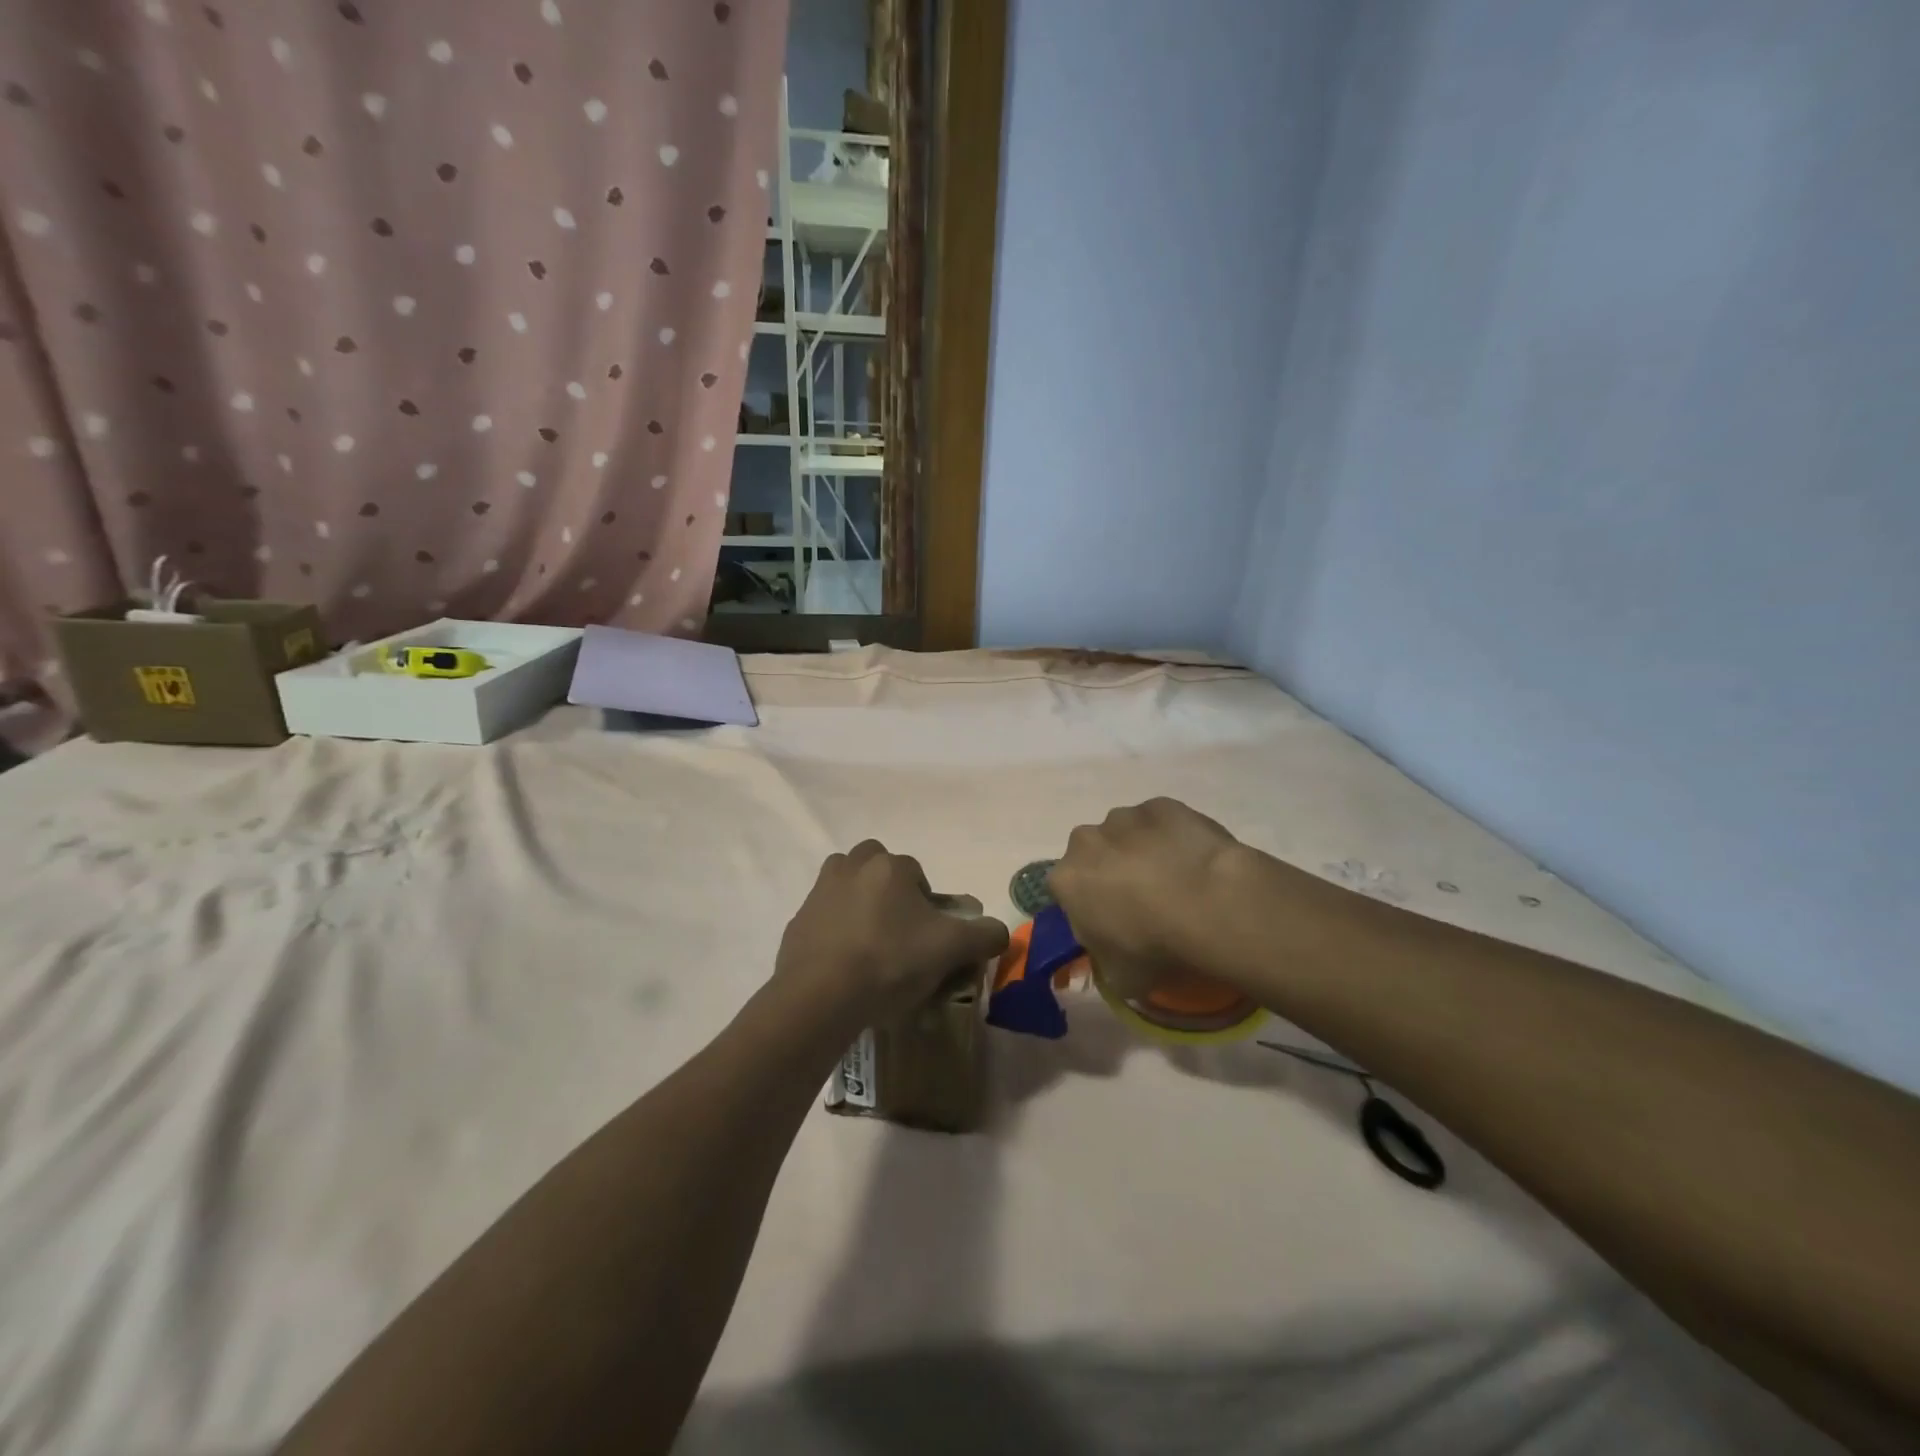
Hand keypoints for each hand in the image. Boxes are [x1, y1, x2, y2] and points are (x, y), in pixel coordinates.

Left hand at [775, 840, 1010, 1029]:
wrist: (820, 997)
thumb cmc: (890, 962)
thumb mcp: (951, 949)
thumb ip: (984, 934)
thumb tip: (998, 930)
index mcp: (888, 865)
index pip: (917, 873)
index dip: (928, 903)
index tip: (930, 936)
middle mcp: (850, 867)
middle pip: (876, 868)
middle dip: (889, 891)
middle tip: (900, 931)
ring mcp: (818, 894)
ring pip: (845, 887)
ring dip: (859, 904)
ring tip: (871, 945)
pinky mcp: (797, 924)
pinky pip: (823, 920)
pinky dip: (835, 934)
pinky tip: (845, 966)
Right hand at [1047, 798, 1246, 1000]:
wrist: (1209, 904)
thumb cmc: (1153, 946)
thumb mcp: (1119, 976)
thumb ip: (1104, 958)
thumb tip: (1112, 953)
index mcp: (1066, 880)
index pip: (1068, 893)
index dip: (1090, 909)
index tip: (1115, 927)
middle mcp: (1085, 840)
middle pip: (1093, 855)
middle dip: (1111, 872)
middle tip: (1145, 902)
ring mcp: (1124, 817)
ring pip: (1126, 835)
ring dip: (1141, 852)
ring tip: (1176, 881)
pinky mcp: (1162, 804)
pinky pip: (1161, 822)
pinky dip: (1171, 837)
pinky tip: (1194, 860)